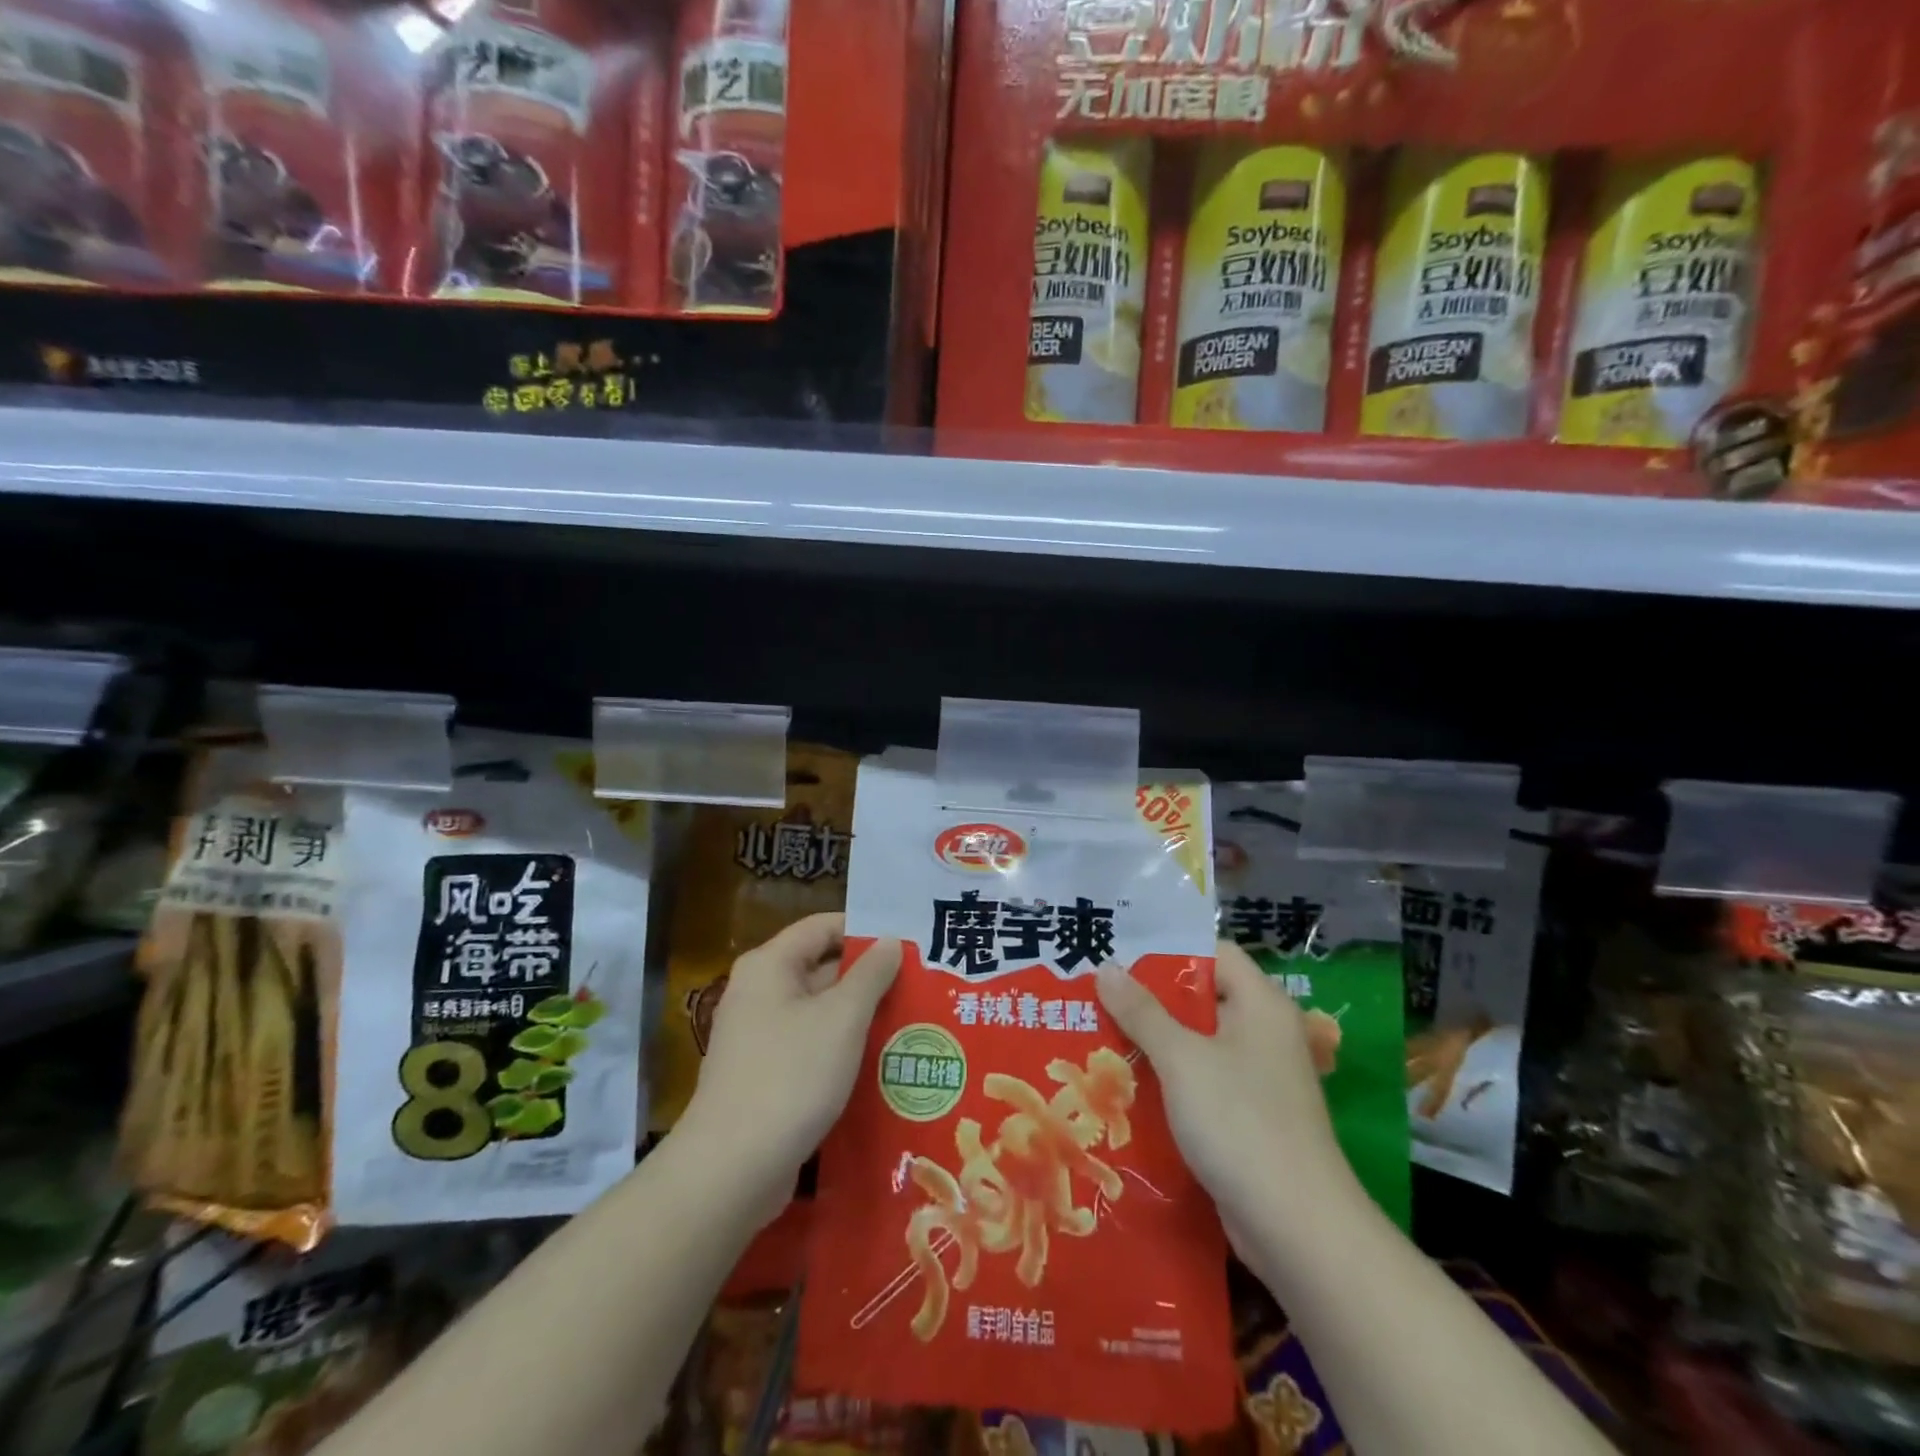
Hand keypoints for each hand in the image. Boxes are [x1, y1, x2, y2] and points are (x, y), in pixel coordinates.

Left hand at [680, 913, 900, 1212]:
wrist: (732, 1169)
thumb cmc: (791, 1076)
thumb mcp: (842, 1018)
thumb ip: (871, 975)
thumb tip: (889, 942)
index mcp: (770, 966)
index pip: (824, 927)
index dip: (866, 930)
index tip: (908, 943)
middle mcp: (759, 993)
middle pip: (822, 968)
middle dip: (870, 977)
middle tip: (921, 984)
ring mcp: (759, 1037)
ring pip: (820, 1012)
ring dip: (861, 1016)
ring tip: (913, 1021)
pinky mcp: (765, 1076)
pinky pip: (811, 1047)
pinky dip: (842, 1049)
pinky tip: (882, 1062)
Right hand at [1095, 941, 1359, 1254]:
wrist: (1297, 1229)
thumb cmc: (1240, 1122)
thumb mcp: (1182, 1058)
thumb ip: (1142, 1011)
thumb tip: (1107, 968)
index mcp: (1260, 1004)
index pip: (1213, 954)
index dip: (1168, 951)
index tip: (1119, 958)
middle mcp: (1263, 1033)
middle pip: (1201, 999)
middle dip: (1149, 1000)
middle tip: (1096, 996)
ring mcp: (1258, 1079)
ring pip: (1197, 1045)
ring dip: (1153, 1044)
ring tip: (1098, 1037)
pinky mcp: (1248, 1119)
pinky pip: (1201, 1083)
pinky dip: (1168, 1082)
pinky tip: (1125, 1087)